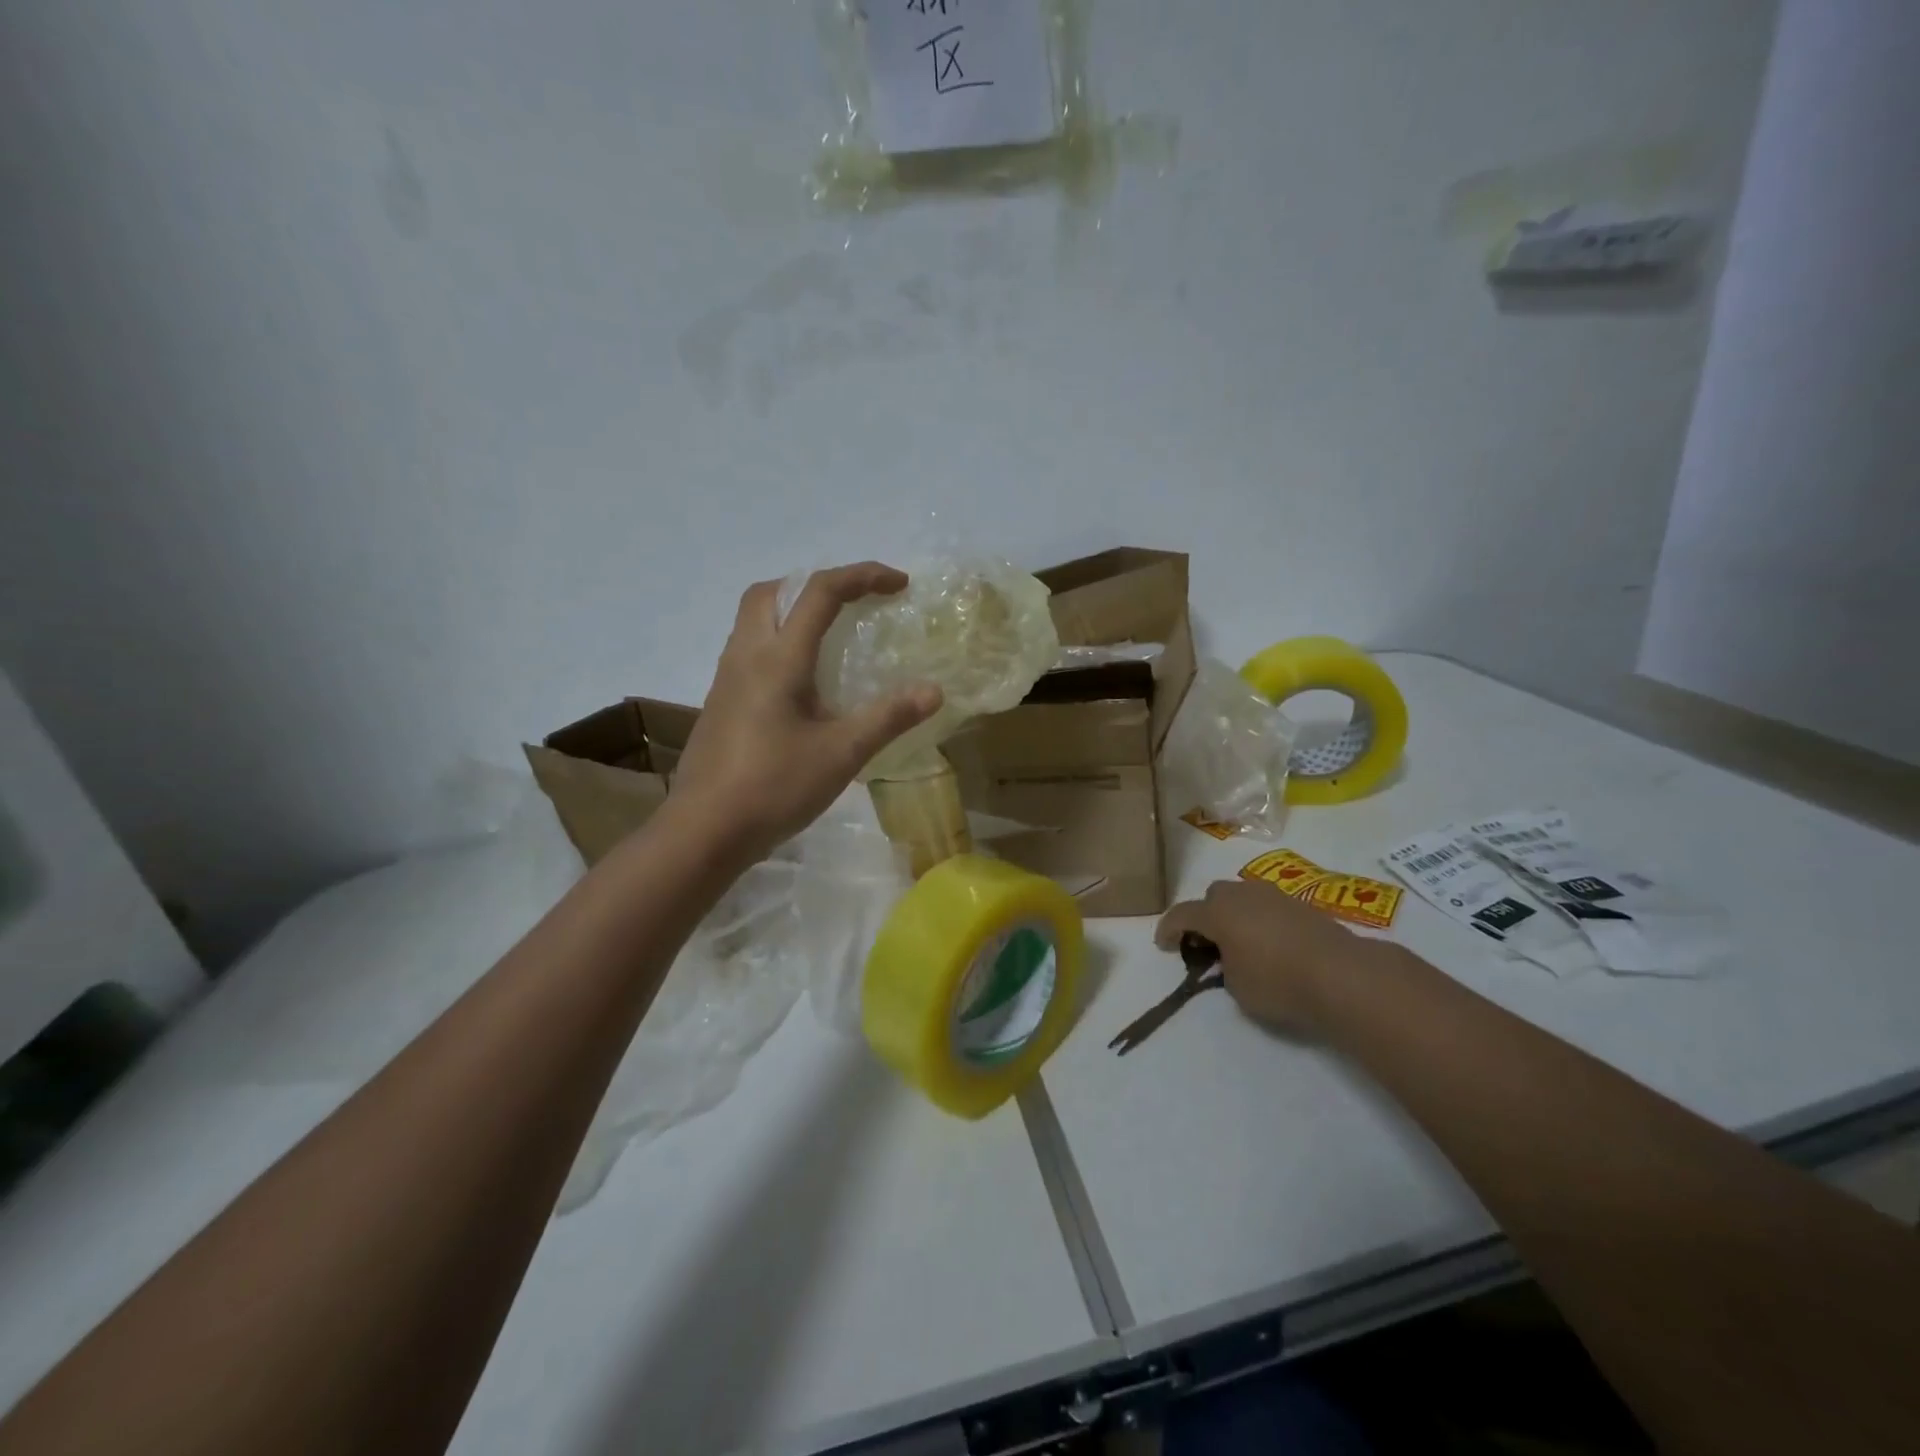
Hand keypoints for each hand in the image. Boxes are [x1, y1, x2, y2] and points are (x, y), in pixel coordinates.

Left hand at [672, 563, 942, 864]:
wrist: (704, 831)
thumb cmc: (775, 787)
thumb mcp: (842, 754)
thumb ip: (889, 717)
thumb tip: (934, 690)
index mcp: (778, 658)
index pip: (820, 591)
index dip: (863, 576)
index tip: (899, 584)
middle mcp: (746, 655)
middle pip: (772, 591)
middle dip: (816, 583)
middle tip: (852, 603)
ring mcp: (726, 679)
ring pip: (754, 618)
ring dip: (792, 609)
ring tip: (830, 636)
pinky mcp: (720, 702)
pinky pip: (748, 648)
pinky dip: (778, 640)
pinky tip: (801, 682)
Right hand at [1156, 878, 1378, 1036]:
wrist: (1342, 974)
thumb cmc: (1279, 983)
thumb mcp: (1237, 988)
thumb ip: (1224, 969)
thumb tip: (1232, 960)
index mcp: (1218, 912)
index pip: (1182, 915)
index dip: (1168, 930)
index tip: (1163, 945)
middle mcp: (1242, 895)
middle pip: (1213, 896)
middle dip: (1205, 916)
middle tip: (1208, 942)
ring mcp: (1274, 896)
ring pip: (1243, 897)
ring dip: (1235, 914)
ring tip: (1241, 942)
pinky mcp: (1302, 905)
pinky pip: (1269, 907)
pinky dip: (1261, 920)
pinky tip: (1271, 944)